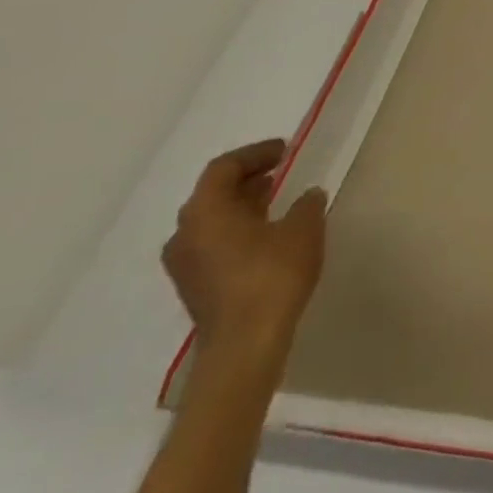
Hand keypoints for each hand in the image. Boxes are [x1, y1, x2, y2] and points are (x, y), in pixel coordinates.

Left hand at [162, 140, 326, 366]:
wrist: (245, 341)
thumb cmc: (272, 275)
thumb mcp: (304, 229)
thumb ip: (306, 204)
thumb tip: (307, 195)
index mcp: (206, 212)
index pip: (223, 168)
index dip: (255, 154)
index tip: (285, 150)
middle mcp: (185, 234)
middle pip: (212, 194)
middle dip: (246, 178)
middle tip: (279, 170)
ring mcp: (185, 263)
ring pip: (211, 220)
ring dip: (242, 204)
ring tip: (276, 198)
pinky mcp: (195, 284)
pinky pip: (213, 242)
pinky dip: (237, 228)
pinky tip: (267, 233)